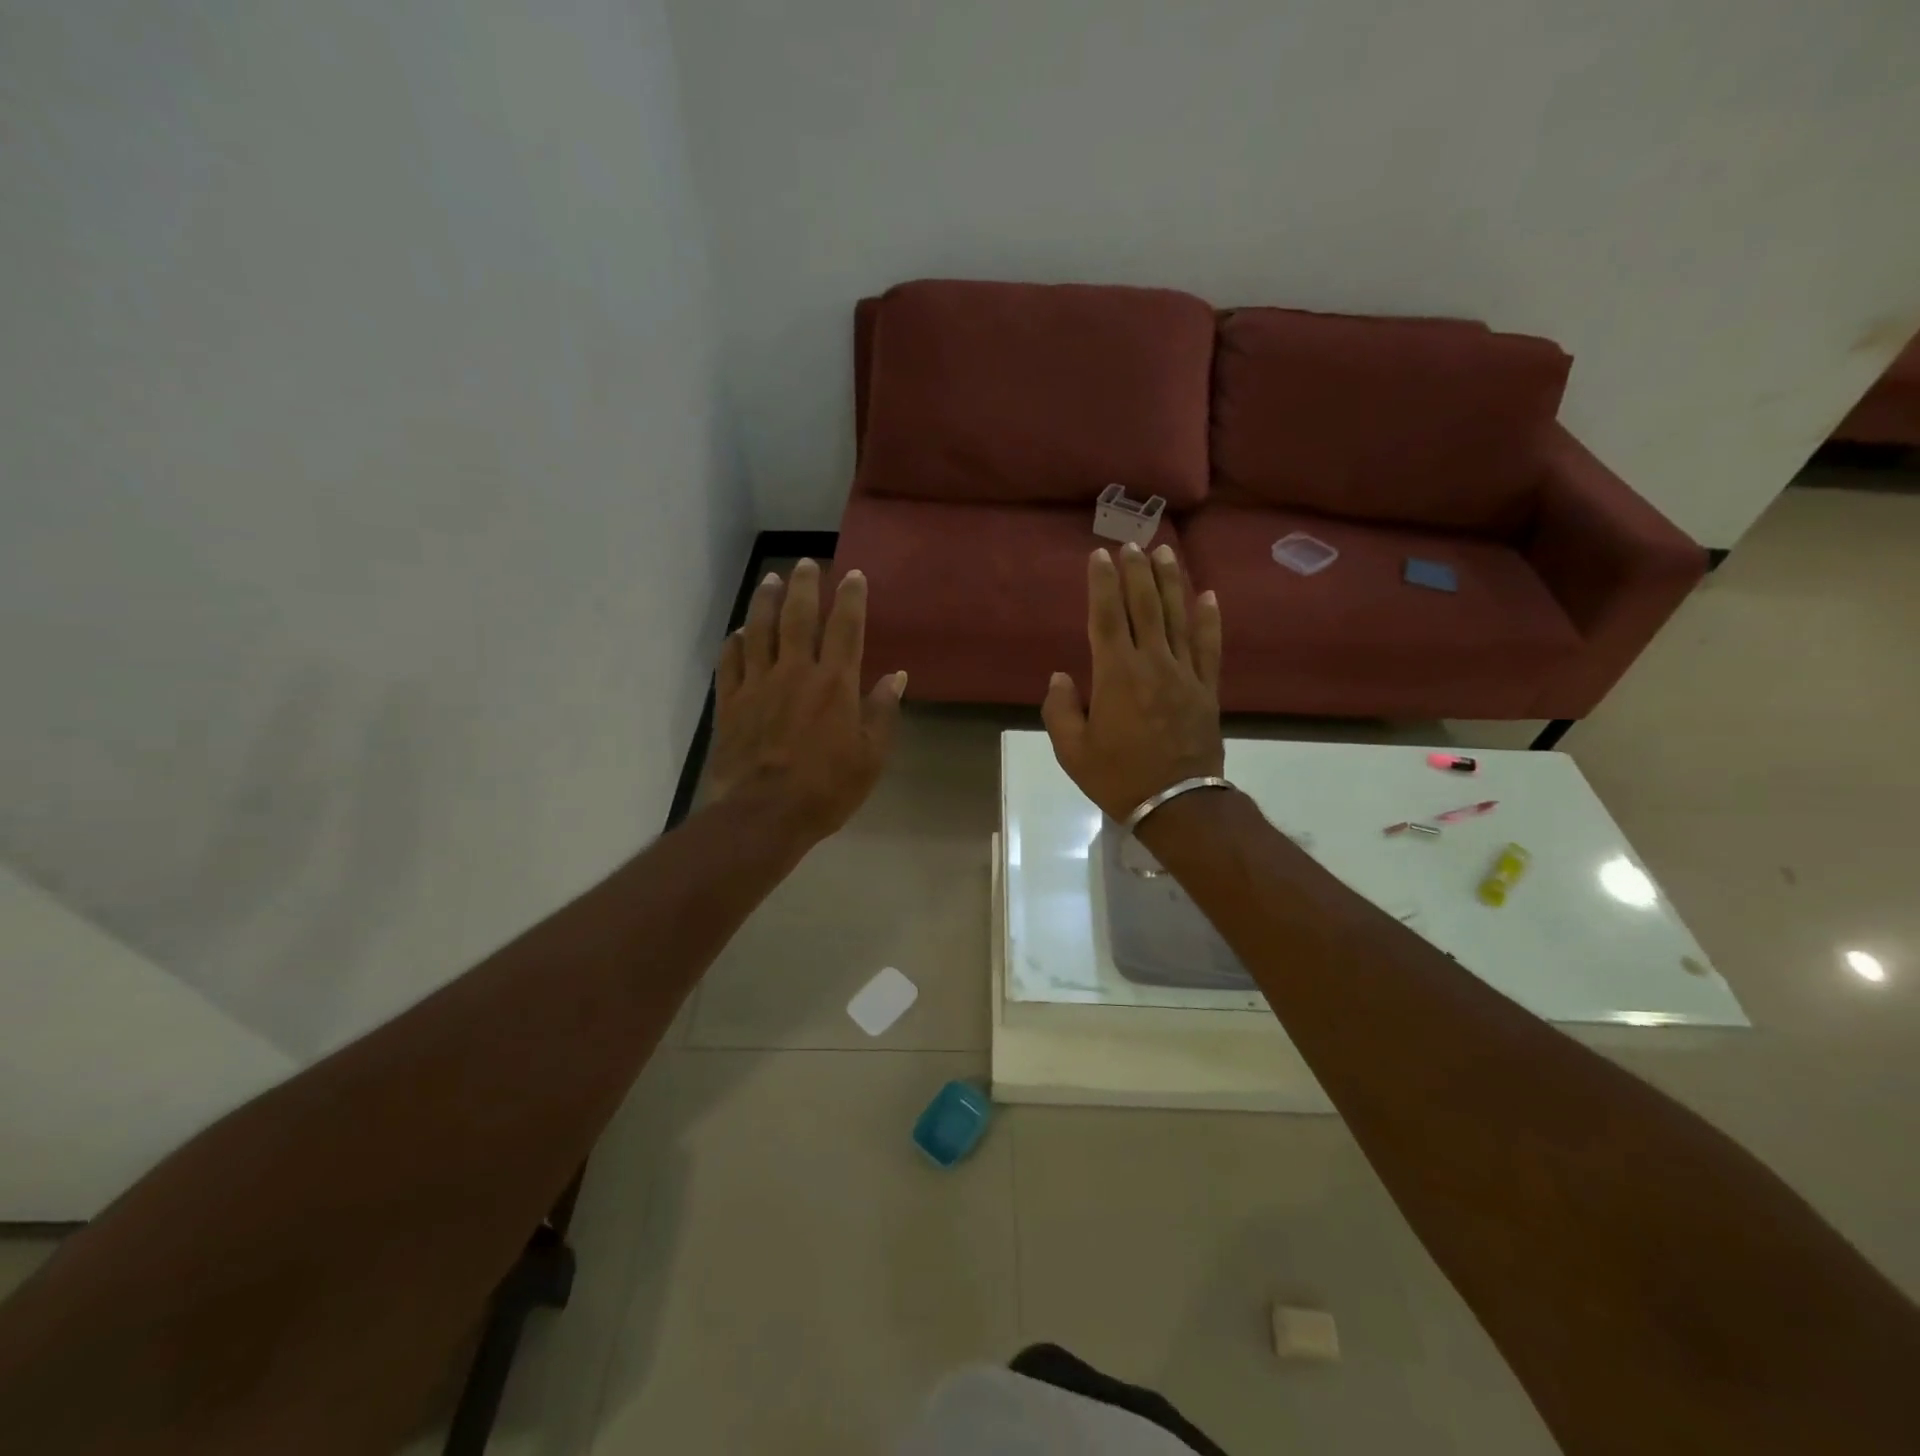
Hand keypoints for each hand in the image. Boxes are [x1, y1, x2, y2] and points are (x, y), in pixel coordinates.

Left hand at [709, 559, 905, 840]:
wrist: (764, 814)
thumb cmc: (827, 789)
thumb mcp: (871, 756)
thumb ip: (882, 712)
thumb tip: (895, 677)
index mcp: (835, 684)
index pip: (846, 629)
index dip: (852, 599)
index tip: (853, 575)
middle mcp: (795, 672)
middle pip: (799, 617)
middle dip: (806, 586)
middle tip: (808, 563)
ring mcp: (758, 685)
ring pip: (760, 631)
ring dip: (766, 601)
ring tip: (771, 580)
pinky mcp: (730, 703)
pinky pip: (730, 663)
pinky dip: (734, 643)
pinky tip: (738, 632)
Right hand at [1042, 542, 1224, 821]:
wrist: (1177, 804)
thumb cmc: (1118, 777)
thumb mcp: (1073, 751)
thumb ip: (1060, 710)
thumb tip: (1061, 677)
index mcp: (1116, 675)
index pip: (1106, 618)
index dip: (1102, 584)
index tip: (1099, 556)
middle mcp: (1152, 664)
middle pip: (1144, 607)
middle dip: (1136, 572)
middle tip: (1131, 543)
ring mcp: (1185, 674)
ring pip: (1177, 617)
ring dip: (1171, 583)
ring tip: (1165, 553)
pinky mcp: (1207, 689)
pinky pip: (1209, 647)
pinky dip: (1209, 619)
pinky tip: (1208, 596)